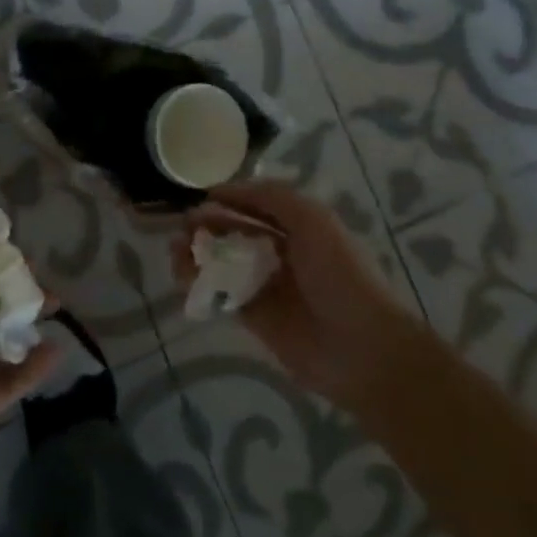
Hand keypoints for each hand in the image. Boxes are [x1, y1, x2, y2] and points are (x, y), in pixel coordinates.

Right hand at [176, 181, 405, 412]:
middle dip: (209, 225)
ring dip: (198, 253)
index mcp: (300, 227)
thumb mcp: (311, 220)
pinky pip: (221, 295)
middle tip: (184, 225)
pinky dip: (200, 284)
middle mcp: (282, 253)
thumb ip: (272, 197)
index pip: (258, 205)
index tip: (201, 196)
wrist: (361, 347)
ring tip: (175, 249)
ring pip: (224, 263)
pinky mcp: (255, 318)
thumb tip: (227, 189)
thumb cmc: (339, 274)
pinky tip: (183, 275)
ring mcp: (268, 286)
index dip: (231, 198)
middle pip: (237, 232)